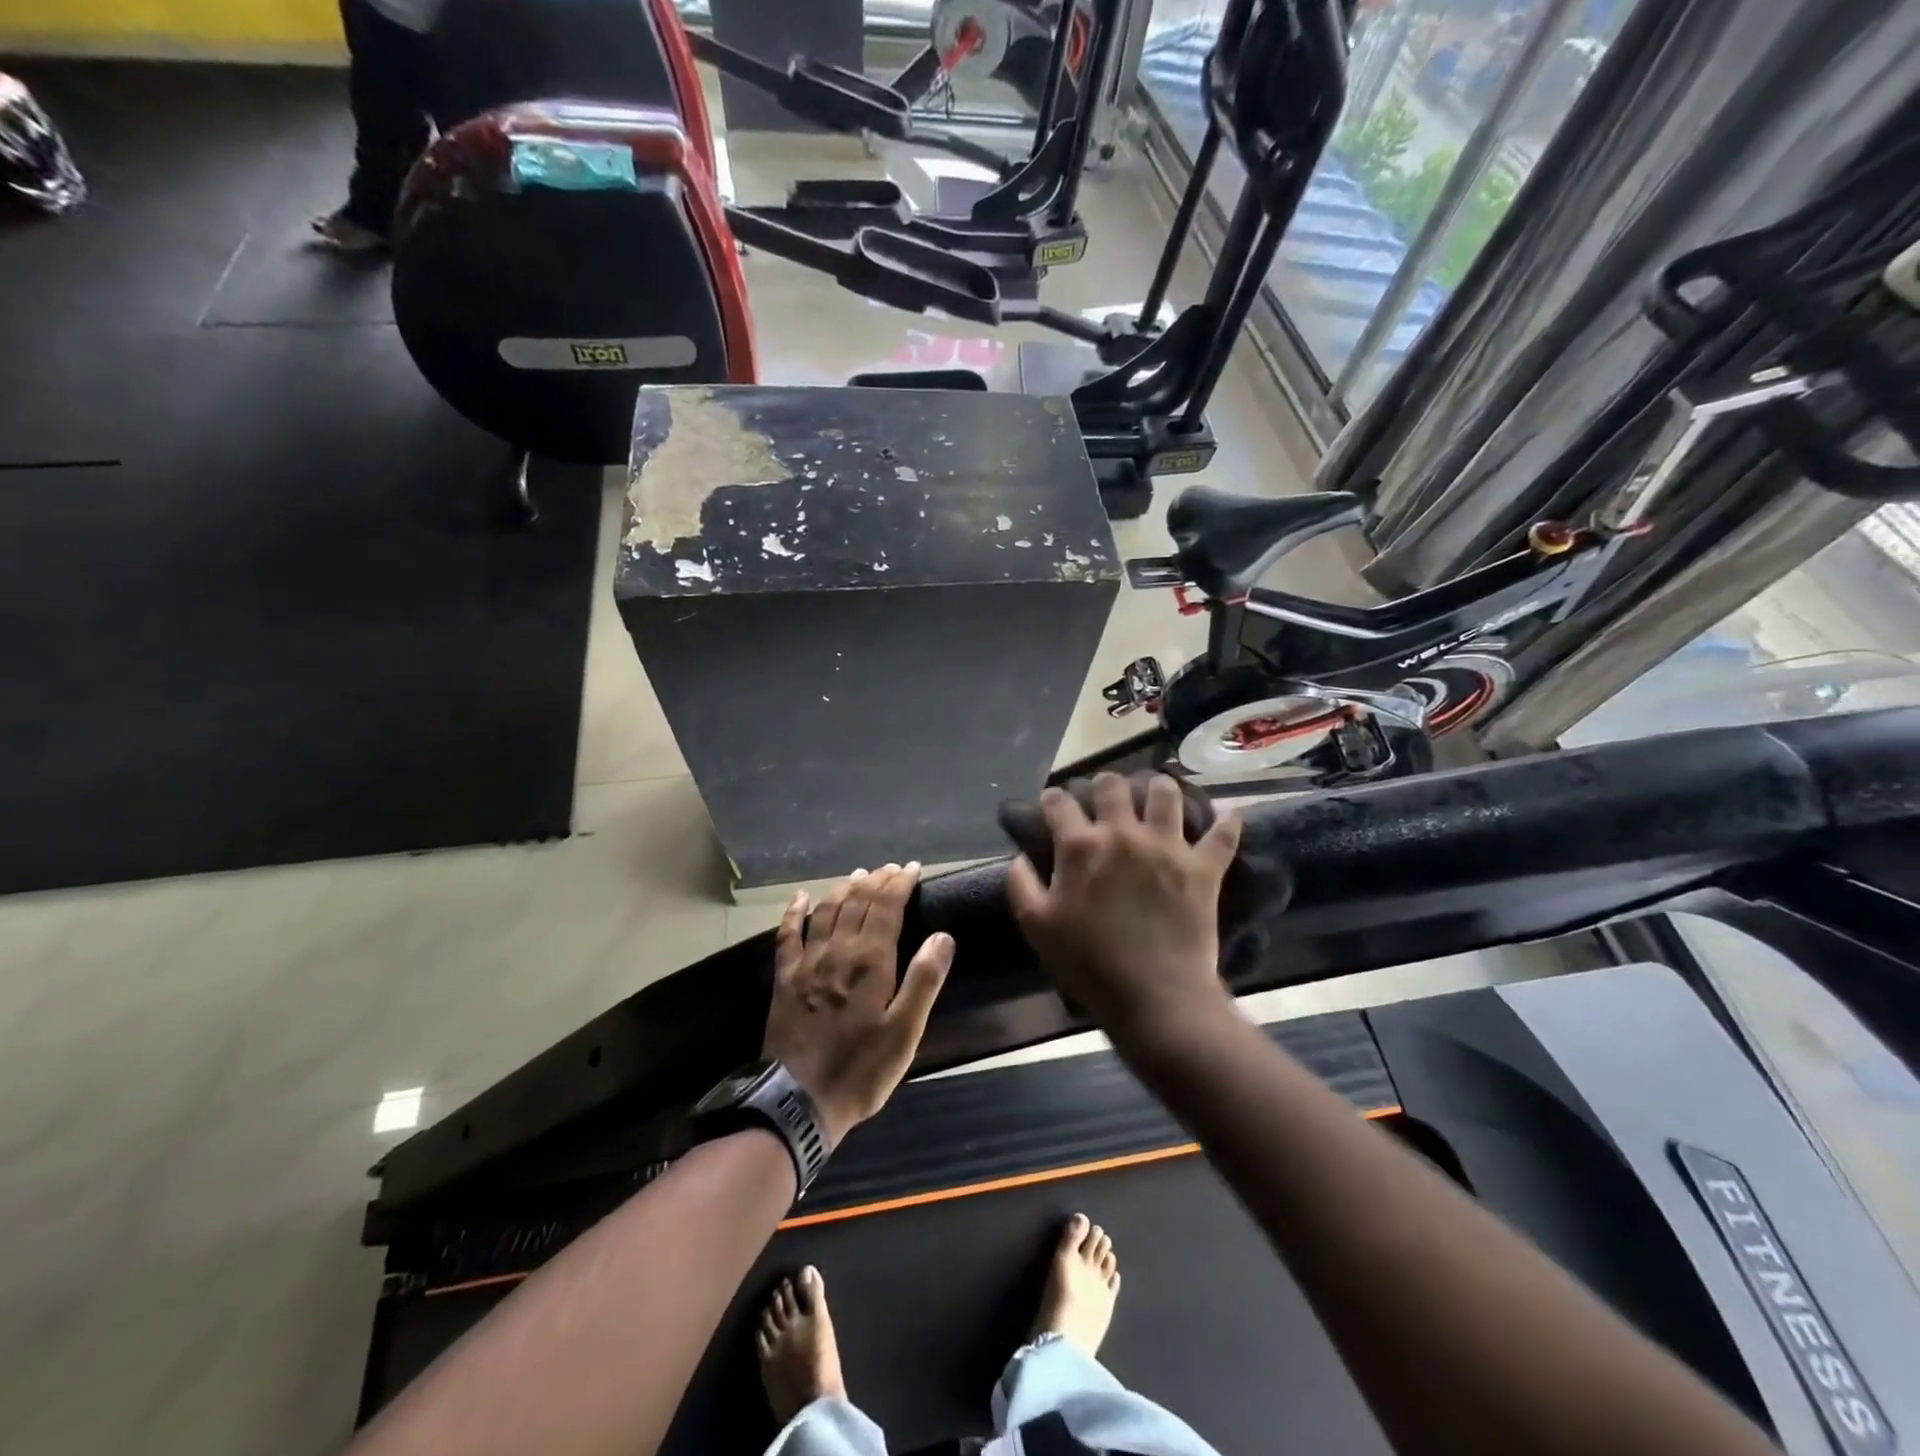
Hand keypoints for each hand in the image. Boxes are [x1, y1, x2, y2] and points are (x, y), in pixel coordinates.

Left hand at [762, 863, 954, 1147]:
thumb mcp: (905, 1032)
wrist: (798, 1099)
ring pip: (827, 911)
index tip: (913, 869)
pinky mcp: (785, 978)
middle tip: (891, 869)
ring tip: (858, 875)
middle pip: (857, 902)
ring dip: (844, 889)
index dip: (900, 884)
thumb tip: (942, 936)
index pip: (886, 907)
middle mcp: (838, 951)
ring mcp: (807, 962)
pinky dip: (794, 912)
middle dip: (876, 881)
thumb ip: (923, 980)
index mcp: (870, 961)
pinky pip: (788, 935)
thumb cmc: (861, 1069)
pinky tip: (800, 898)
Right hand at [1007, 773, 1240, 1046]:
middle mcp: (1123, 834)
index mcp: (1080, 847)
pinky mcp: (1203, 867)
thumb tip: (1019, 857)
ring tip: (1157, 793)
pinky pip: (1223, 834)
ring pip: (1166, 795)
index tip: (1053, 805)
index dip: (1053, 800)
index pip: (1060, 804)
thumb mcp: (1037, 927)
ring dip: (1158, 788)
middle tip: (1105, 796)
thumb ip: (1021, 884)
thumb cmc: (1088, 964)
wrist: (1154, 996)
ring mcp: (1167, 847)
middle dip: (1104, 785)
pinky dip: (1227, 822)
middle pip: (1112, 786)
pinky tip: (1229, 814)